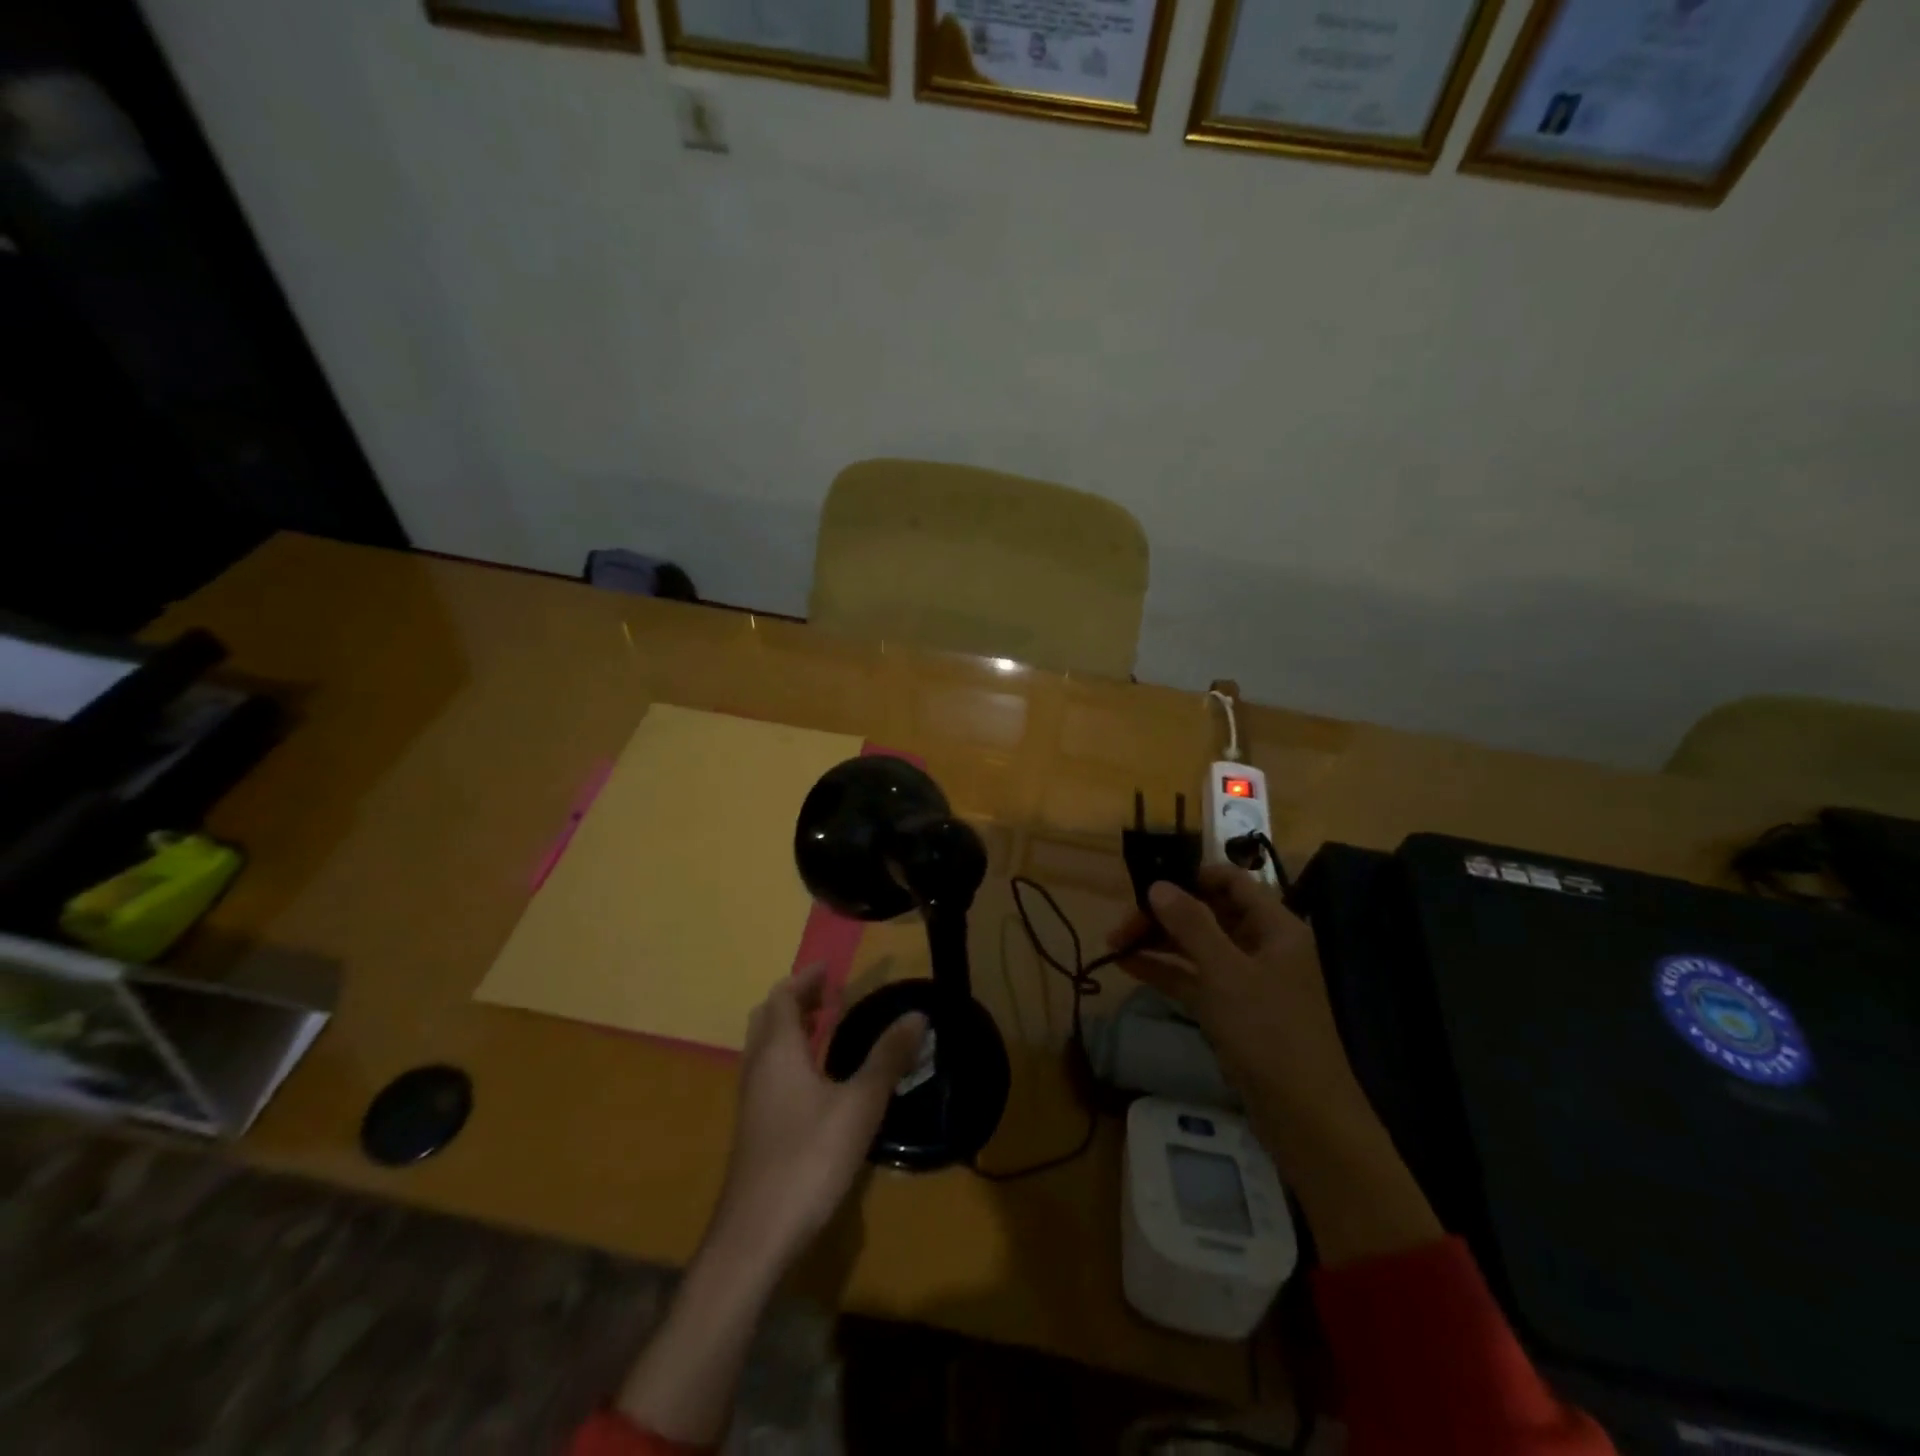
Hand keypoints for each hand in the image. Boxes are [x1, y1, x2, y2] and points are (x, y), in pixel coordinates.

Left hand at [709, 964, 926, 1268]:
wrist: (756, 1235)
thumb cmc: (808, 1158)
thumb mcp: (860, 1105)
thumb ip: (888, 1058)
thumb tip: (917, 1015)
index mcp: (778, 1051)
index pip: (783, 997)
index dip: (806, 978)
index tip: (830, 968)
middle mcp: (758, 1068)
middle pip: (769, 1018)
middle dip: (798, 1000)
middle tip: (830, 993)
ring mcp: (752, 1101)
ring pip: (767, 1047)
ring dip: (793, 1028)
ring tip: (827, 1026)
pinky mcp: (755, 1129)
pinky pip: (770, 1073)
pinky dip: (792, 1057)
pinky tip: (818, 1080)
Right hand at [1112, 865, 1441, 1264]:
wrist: (1304, 1117)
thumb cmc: (1269, 1032)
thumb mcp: (1225, 972)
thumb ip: (1191, 924)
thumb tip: (1158, 885)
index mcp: (1275, 928)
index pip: (1232, 882)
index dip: (1193, 875)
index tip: (1150, 879)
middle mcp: (1262, 947)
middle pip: (1209, 913)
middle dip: (1165, 913)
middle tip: (1121, 924)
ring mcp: (1247, 981)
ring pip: (1197, 946)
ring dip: (1158, 941)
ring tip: (1114, 942)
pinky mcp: (1232, 1011)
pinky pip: (1194, 978)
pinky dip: (1165, 969)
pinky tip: (1128, 965)